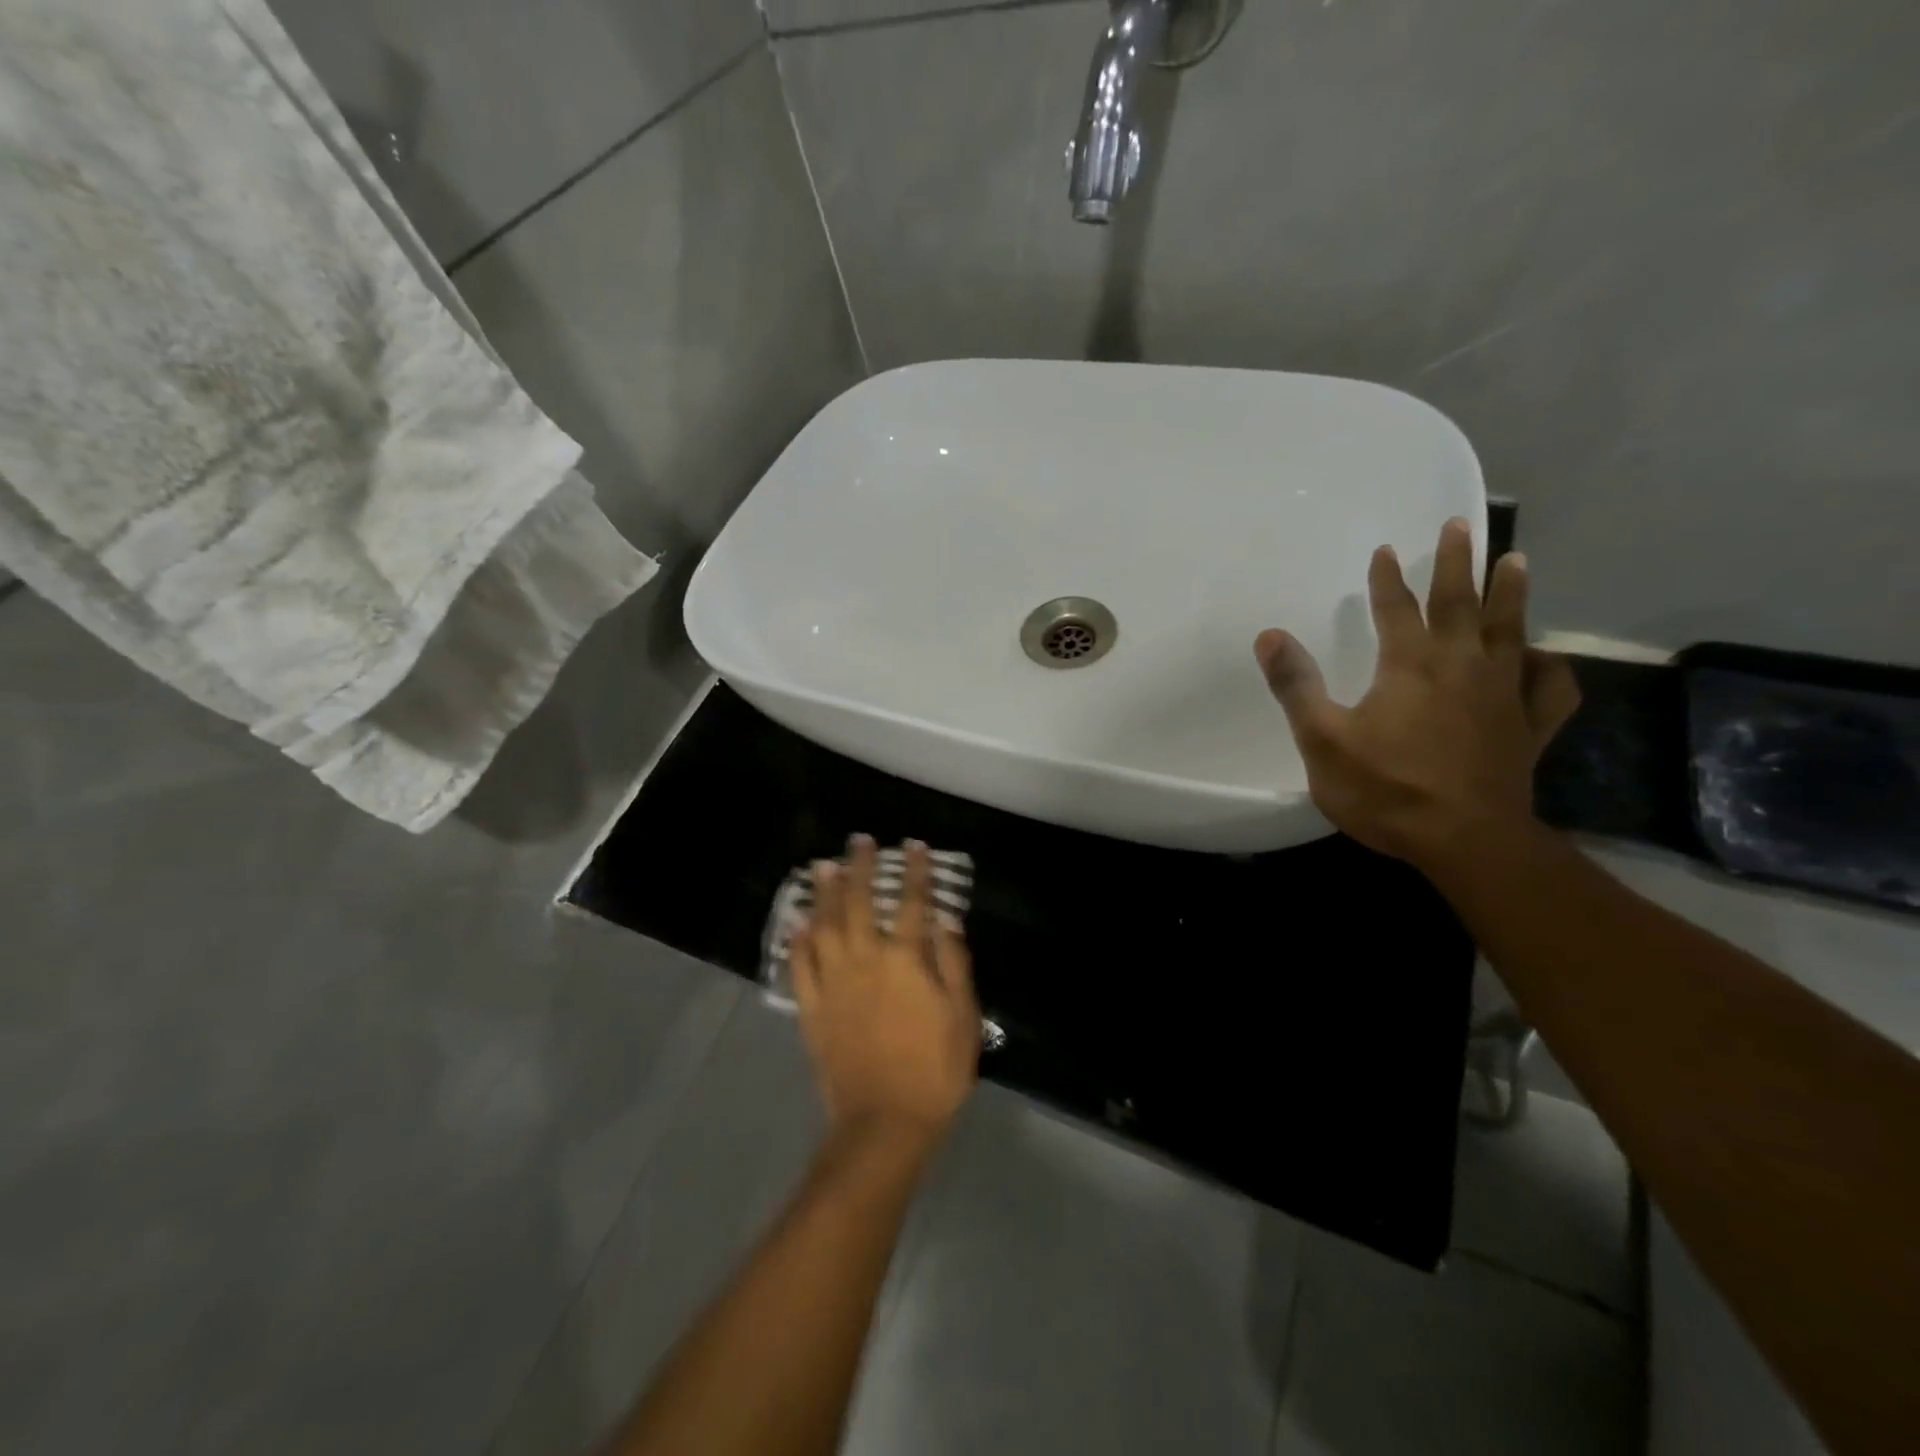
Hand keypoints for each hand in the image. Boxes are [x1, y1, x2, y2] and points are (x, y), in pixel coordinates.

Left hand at [791, 837, 979, 1152]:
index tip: (915, 846)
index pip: (913, 903)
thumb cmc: (934, 1069)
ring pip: (825, 926)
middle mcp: (865, 960)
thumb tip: (946, 919)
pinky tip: (798, 923)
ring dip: (824, 893)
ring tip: (823, 867)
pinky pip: (801, 966)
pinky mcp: (812, 1008)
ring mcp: (834, 983)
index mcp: (905, 960)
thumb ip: (954, 963)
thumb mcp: (962, 1016)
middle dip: (861, 868)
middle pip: (860, 903)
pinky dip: (798, 941)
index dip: (916, 872)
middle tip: (859, 841)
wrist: (884, 1122)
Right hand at [1253, 518, 1581, 870]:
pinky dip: (1548, 667)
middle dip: (1457, 562)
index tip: (1385, 549)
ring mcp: (1504, 694)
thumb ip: (1296, 685)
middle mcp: (1462, 666)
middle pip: (1460, 602)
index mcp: (1410, 665)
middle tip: (1461, 525)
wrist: (1464, 841)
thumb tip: (1269, 635)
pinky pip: (1549, 686)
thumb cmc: (1385, 789)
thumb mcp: (1322, 739)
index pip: (1397, 609)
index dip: (1388, 578)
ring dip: (1510, 593)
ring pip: (1511, 630)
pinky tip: (1542, 659)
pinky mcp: (1529, 727)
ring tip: (1515, 561)